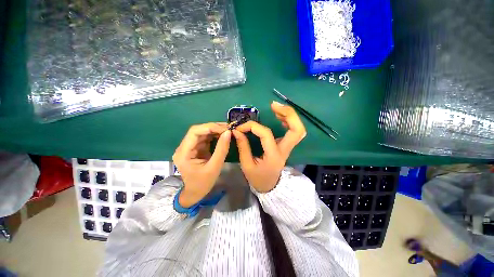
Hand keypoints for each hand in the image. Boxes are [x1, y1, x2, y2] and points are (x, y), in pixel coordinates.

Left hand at [172, 123, 230, 207]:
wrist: (195, 193)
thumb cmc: (203, 183)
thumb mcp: (214, 167)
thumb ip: (221, 149)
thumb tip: (228, 133)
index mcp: (184, 153)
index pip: (194, 132)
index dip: (210, 127)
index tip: (225, 129)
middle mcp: (184, 147)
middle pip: (198, 131)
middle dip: (214, 128)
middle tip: (229, 128)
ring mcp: (190, 147)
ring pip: (202, 133)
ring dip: (215, 130)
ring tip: (228, 130)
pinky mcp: (196, 148)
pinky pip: (205, 138)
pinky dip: (215, 135)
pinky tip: (223, 135)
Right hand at [232, 101, 305, 192]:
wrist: (270, 186)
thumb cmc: (258, 178)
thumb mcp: (247, 165)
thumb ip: (243, 146)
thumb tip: (237, 131)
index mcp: (274, 156)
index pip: (265, 134)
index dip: (252, 126)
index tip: (240, 127)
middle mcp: (284, 150)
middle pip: (297, 130)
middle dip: (288, 114)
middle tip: (274, 105)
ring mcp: (287, 147)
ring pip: (298, 129)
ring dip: (289, 115)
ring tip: (276, 108)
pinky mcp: (286, 145)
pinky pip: (293, 131)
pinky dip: (288, 121)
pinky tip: (279, 116)